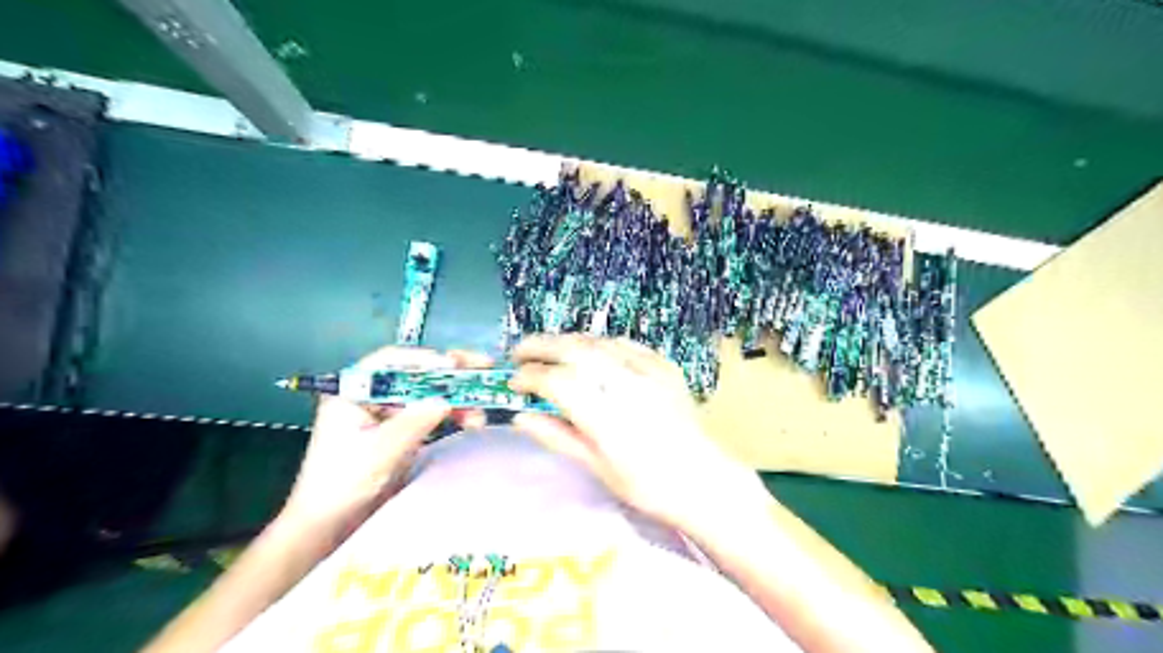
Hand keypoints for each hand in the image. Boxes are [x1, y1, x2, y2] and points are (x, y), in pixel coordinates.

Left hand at [283, 348, 488, 530]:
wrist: (328, 527)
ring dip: (456, 399)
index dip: (423, 360)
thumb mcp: (379, 451)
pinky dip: (451, 415)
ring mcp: (388, 415)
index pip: (390, 363)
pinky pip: (431, 415)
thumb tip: (445, 400)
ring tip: (479, 411)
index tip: (452, 366)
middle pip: (414, 376)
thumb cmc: (342, 485)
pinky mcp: (402, 432)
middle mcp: (372, 397)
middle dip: (449, 375)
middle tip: (481, 369)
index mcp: (353, 393)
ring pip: (427, 395)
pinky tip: (471, 420)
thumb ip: (413, 422)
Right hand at [510, 337, 754, 530]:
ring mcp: (648, 370)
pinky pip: (624, 344)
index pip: (556, 381)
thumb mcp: (598, 467)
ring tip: (548, 349)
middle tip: (517, 352)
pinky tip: (589, 351)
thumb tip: (520, 417)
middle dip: (539, 345)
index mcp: (606, 415)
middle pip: (574, 349)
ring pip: (597, 341)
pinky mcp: (664, 365)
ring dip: (567, 341)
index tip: (512, 382)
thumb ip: (558, 436)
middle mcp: (625, 384)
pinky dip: (599, 344)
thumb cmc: (647, 485)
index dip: (528, 377)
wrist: (703, 479)